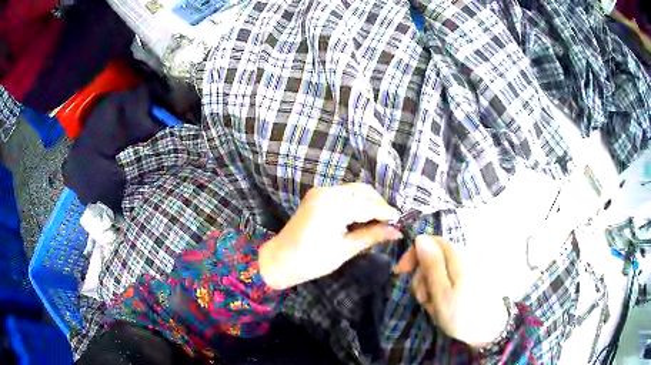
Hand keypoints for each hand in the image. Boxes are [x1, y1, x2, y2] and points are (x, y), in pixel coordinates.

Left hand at [259, 183, 401, 289]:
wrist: (280, 260)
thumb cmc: (311, 261)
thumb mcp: (345, 250)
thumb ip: (372, 236)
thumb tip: (397, 231)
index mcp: (333, 206)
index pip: (369, 205)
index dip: (387, 213)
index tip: (402, 222)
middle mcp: (327, 192)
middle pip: (363, 191)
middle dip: (379, 205)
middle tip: (390, 224)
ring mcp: (320, 191)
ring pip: (355, 190)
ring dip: (369, 203)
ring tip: (378, 223)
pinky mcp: (317, 196)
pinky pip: (344, 194)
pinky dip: (356, 203)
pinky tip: (362, 218)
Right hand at [395, 235, 507, 347]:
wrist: (490, 330)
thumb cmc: (462, 314)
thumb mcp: (441, 293)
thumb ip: (431, 264)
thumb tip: (420, 238)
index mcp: (457, 256)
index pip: (429, 241)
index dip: (413, 254)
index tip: (401, 273)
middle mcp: (465, 255)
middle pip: (434, 256)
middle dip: (423, 276)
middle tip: (423, 299)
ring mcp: (471, 266)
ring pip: (441, 269)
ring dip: (431, 287)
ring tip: (434, 306)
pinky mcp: (473, 277)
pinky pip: (451, 278)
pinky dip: (442, 290)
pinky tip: (443, 305)